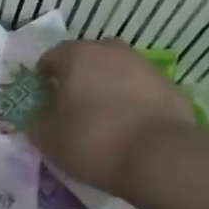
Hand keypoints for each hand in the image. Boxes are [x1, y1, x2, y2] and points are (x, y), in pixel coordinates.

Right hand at [27, 40, 196, 195]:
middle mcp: (110, 51)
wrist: (159, 157)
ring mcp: (145, 66)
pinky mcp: (171, 87)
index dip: (44, 80)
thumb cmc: (92, 140)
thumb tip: (40, 115)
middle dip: (79, 79)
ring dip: (109, 88)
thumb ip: (36, 120)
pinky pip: (143, 92)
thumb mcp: (46, 138)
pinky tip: (132, 130)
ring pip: (118, 72)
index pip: (51, 58)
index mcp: (76, 55)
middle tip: (75, 109)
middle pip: (87, 60)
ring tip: (106, 121)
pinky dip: (135, 104)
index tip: (45, 103)